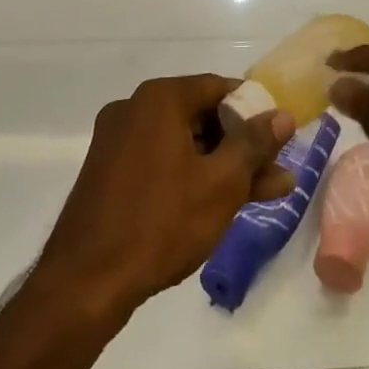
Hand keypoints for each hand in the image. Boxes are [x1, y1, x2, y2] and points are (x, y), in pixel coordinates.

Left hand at [37, 75, 296, 321]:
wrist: (85, 281)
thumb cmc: (161, 223)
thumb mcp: (220, 184)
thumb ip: (254, 145)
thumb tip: (283, 115)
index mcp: (160, 98)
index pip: (218, 87)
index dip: (253, 110)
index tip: (278, 137)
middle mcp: (134, 107)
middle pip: (200, 115)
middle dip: (240, 145)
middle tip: (276, 173)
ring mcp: (116, 139)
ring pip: (182, 142)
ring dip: (219, 164)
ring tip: (262, 194)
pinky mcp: (107, 170)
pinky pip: (159, 160)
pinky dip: (189, 175)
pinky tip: (216, 202)